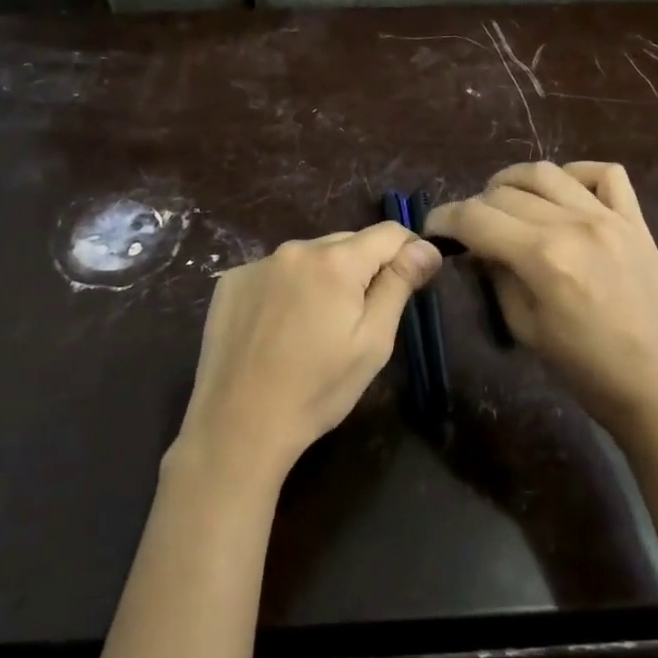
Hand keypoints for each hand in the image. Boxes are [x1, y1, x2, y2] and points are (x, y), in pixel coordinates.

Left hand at [174, 222, 441, 487]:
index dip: (409, 250)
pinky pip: (275, 272)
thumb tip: (426, 247)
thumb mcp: (372, 342)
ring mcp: (258, 264)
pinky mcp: (231, 282)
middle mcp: (295, 249)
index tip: (415, 279)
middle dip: (364, 268)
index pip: (388, 233)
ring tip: (317, 326)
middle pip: (347, 243)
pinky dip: (287, 288)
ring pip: (310, 257)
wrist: (238, 424)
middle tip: (361, 317)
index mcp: (335, 262)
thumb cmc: (318, 389)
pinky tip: (280, 327)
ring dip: (324, 277)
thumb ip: (398, 285)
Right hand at [425, 162, 657, 447]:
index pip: (476, 217)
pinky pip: (605, 174)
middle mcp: (574, 224)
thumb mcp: (525, 327)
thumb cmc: (586, 369)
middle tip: (470, 228)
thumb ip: (498, 276)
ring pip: (547, 172)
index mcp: (543, 257)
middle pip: (506, 192)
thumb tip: (478, 247)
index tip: (433, 228)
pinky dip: (576, 174)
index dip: (445, 218)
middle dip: (476, 206)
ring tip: (504, 201)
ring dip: (514, 181)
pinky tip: (563, 193)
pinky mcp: (636, 220)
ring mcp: (609, 217)